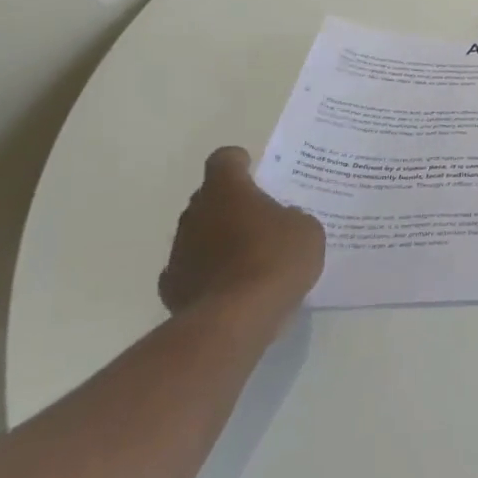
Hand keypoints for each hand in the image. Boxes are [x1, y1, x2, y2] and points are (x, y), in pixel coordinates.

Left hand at [159, 148, 325, 318]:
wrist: (236, 317)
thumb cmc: (276, 259)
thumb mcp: (306, 229)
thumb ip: (291, 217)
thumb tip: (281, 221)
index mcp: (227, 190)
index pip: (224, 159)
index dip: (239, 163)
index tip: (254, 171)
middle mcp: (196, 213)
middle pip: (209, 197)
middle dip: (230, 204)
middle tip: (260, 218)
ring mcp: (179, 250)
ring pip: (198, 233)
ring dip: (218, 239)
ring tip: (248, 258)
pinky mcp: (171, 285)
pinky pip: (191, 269)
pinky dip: (207, 273)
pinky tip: (229, 287)